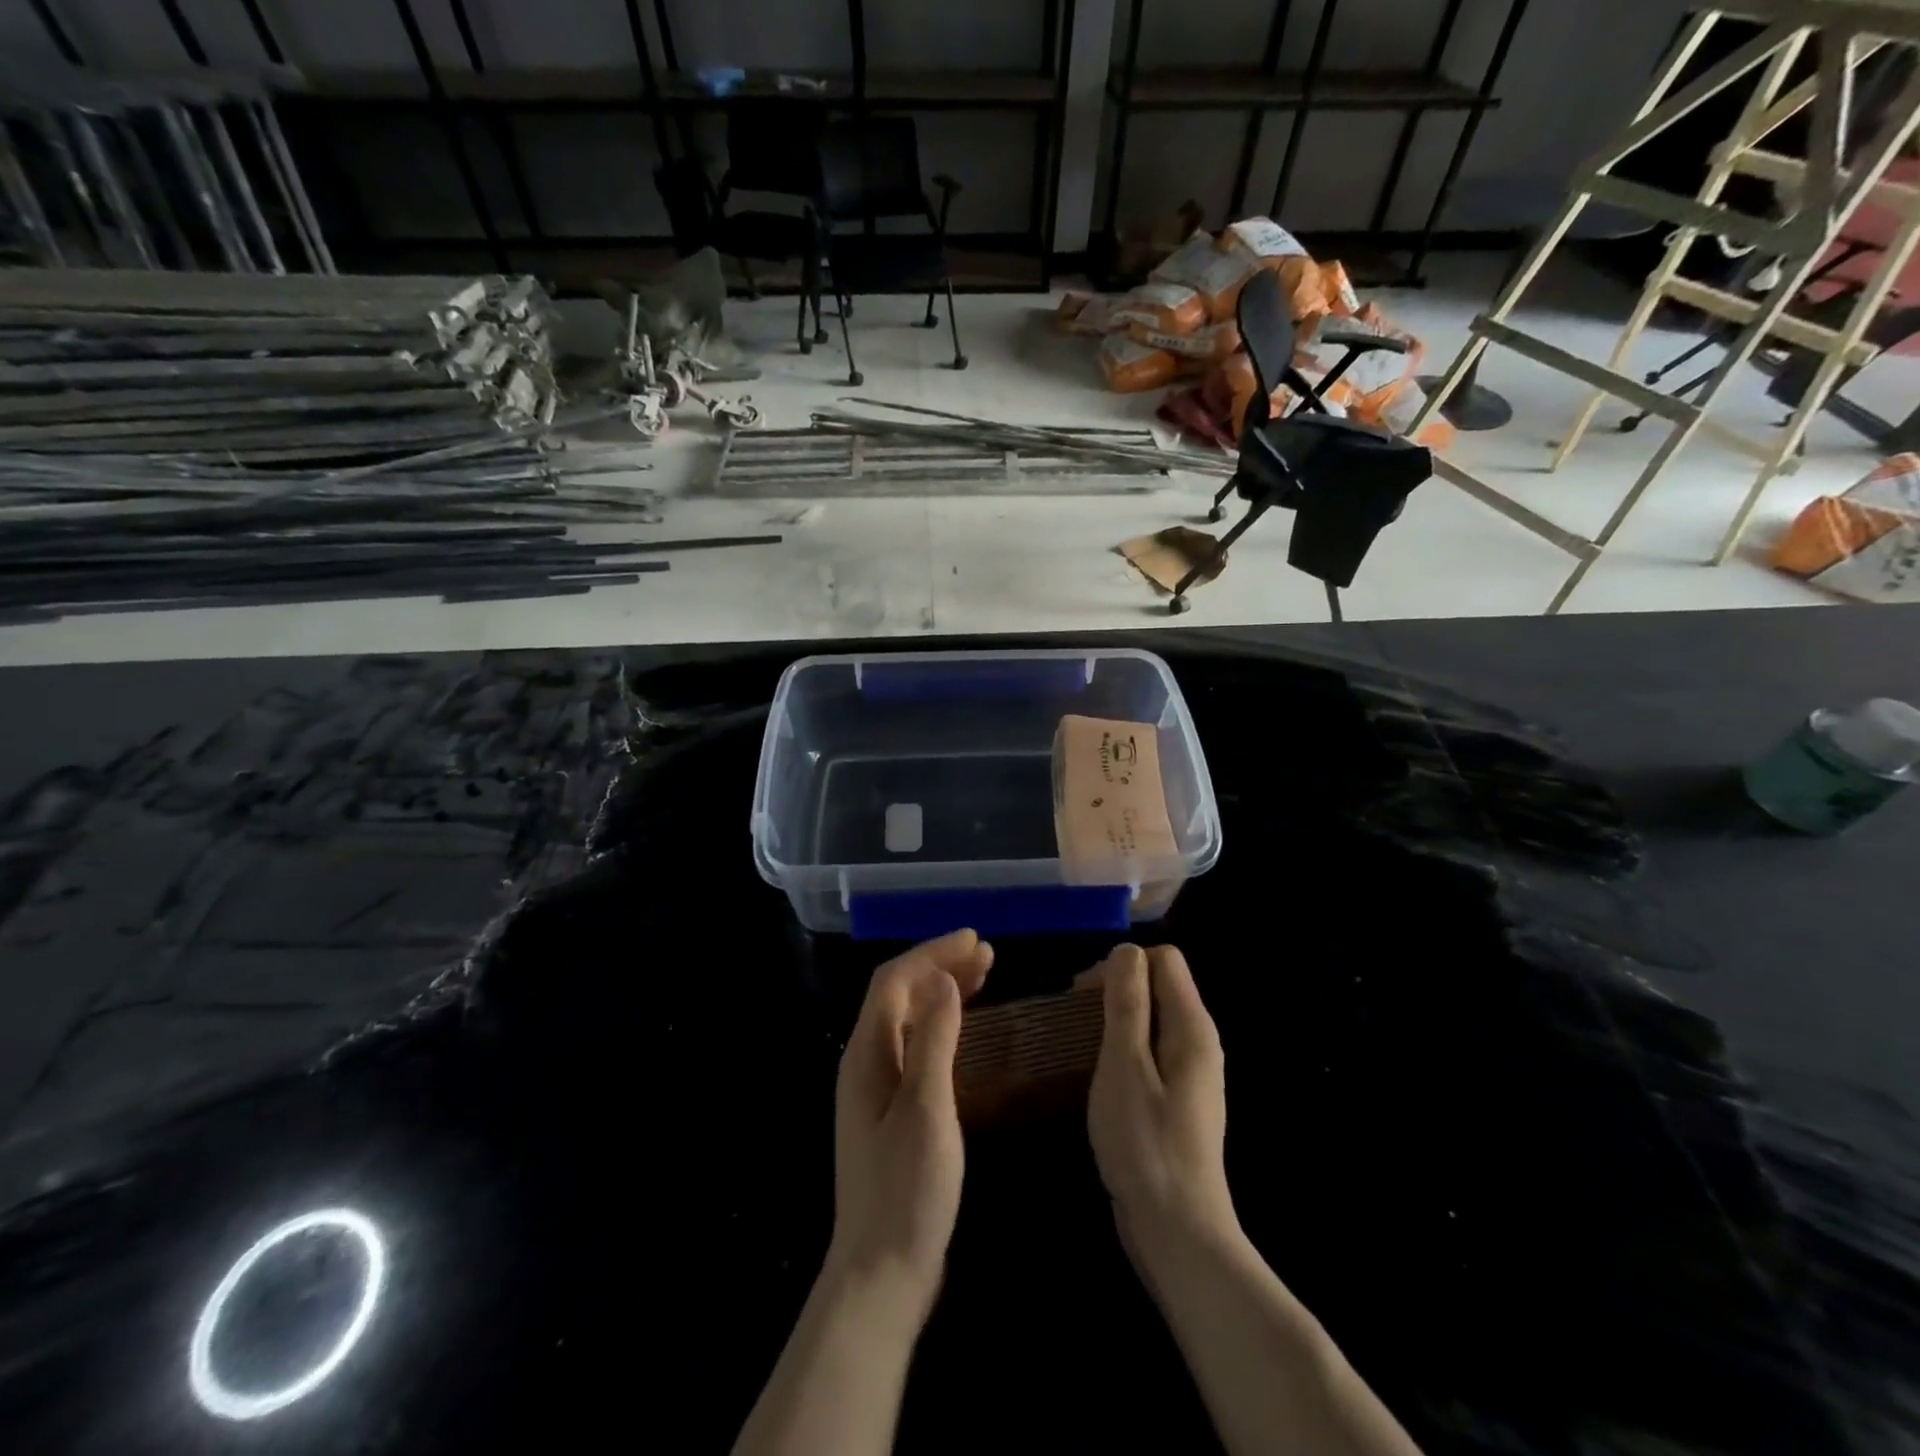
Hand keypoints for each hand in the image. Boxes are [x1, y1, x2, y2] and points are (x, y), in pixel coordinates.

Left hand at [827, 929, 992, 1322]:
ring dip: (942, 992)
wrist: (881, 1274)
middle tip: (987, 955)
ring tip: (983, 976)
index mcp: (866, 1055)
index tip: (975, 940)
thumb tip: (942, 978)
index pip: (894, 981)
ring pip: (908, 1019)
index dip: (932, 953)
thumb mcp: (928, 1109)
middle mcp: (865, 1062)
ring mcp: (877, 1088)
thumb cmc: (907, 1190)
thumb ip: (935, 1039)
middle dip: (940, 966)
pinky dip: (942, 1025)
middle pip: (899, 995)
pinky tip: (966, 1030)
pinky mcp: (892, 1111)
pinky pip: (916, 1046)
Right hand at [1081, 944, 1238, 1270]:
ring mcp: (1190, 1072)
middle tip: (1073, 1018)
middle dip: (1115, 988)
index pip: (1164, 959)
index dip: (1123, 964)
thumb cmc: (1146, 1144)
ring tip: (1079, 1042)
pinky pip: (1149, 1050)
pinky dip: (1122, 1048)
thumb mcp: (1125, 1065)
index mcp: (1192, 1027)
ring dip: (1114, 1019)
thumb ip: (1127, 1004)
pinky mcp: (1177, 1098)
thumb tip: (1125, 951)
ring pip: (1151, 1018)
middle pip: (1158, 985)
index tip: (1084, 993)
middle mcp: (1198, 1041)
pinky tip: (1098, 1073)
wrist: (1178, 1233)